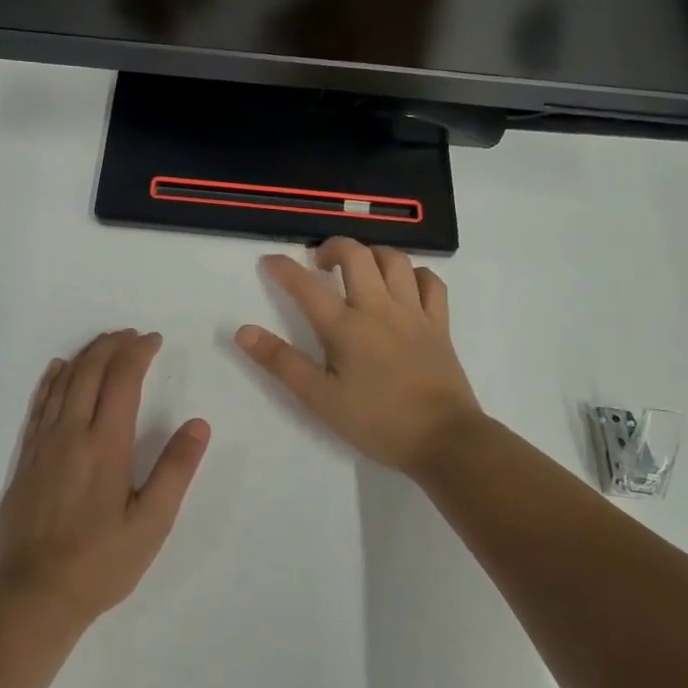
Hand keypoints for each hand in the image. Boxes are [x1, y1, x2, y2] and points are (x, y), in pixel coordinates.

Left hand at [0, 331, 210, 627]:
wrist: (32, 595)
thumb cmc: (100, 563)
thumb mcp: (151, 524)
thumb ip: (175, 470)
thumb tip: (198, 424)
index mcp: (106, 444)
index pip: (122, 379)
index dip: (138, 352)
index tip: (154, 340)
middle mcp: (71, 433)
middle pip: (90, 370)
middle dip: (113, 345)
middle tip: (132, 335)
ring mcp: (42, 444)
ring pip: (63, 382)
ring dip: (85, 355)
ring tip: (104, 343)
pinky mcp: (25, 458)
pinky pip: (38, 404)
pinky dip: (51, 380)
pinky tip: (58, 370)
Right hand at [236, 238, 484, 476]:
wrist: (444, 440)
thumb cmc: (377, 421)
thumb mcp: (320, 399)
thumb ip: (282, 362)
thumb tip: (243, 332)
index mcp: (346, 327)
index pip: (307, 286)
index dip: (284, 269)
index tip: (270, 262)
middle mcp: (379, 308)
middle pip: (356, 255)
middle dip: (333, 248)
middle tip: (320, 263)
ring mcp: (413, 313)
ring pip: (395, 260)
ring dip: (372, 254)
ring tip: (359, 267)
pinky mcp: (439, 324)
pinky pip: (431, 283)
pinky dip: (415, 274)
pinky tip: (404, 284)